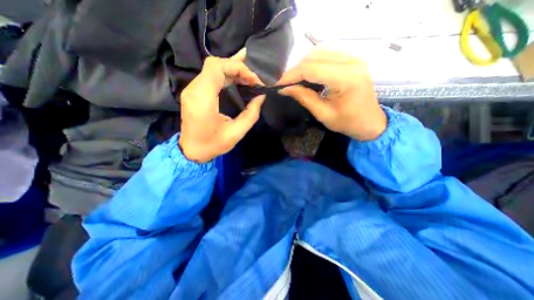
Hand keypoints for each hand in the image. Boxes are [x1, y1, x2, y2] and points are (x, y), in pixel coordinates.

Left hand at [180, 50, 264, 163]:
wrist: (191, 151)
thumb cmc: (213, 145)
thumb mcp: (236, 133)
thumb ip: (250, 114)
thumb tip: (260, 97)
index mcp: (203, 99)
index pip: (217, 67)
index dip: (238, 68)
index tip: (253, 81)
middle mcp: (194, 89)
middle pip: (214, 64)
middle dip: (236, 67)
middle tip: (253, 78)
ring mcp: (192, 90)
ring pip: (212, 68)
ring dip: (232, 70)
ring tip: (249, 76)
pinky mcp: (194, 93)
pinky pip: (210, 77)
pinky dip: (226, 75)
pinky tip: (237, 78)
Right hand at [277, 47, 385, 140]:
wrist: (370, 122)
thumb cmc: (348, 123)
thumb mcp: (323, 114)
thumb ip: (304, 98)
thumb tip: (284, 89)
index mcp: (347, 78)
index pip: (312, 69)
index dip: (291, 76)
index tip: (278, 85)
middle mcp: (352, 61)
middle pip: (315, 55)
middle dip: (295, 69)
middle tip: (285, 83)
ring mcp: (354, 58)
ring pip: (320, 52)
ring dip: (303, 65)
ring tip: (294, 80)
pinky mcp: (352, 60)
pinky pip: (327, 55)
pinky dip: (313, 63)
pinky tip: (307, 75)